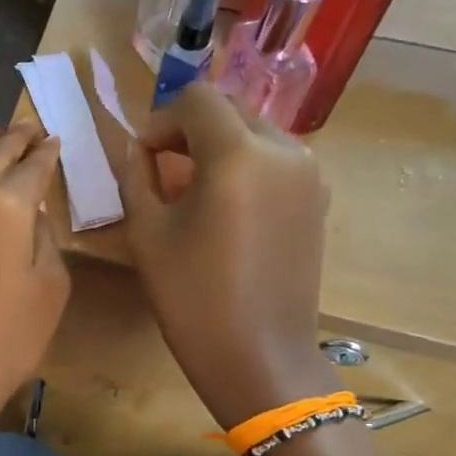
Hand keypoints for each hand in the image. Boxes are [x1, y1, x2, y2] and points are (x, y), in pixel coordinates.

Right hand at [121, 85, 337, 427]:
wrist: (258, 355)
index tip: (142, 157)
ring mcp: (308, 174)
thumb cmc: (192, 297)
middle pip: (229, 109)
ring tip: (192, 189)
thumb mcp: (148, 233)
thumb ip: (137, 176)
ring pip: (255, 132)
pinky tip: (226, 207)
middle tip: (161, 168)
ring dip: (218, 145)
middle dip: (189, 128)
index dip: (160, 120)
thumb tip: (139, 149)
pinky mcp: (318, 199)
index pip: (196, 99)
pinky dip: (246, 166)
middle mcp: (283, 150)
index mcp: (237, 154)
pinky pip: (276, 160)